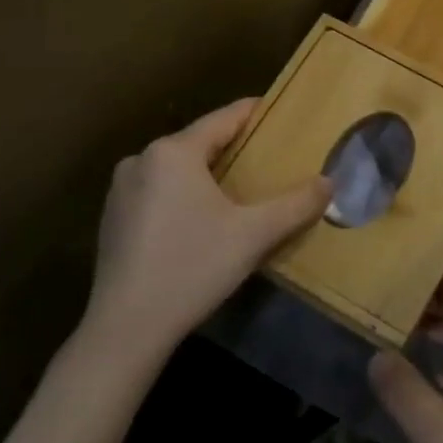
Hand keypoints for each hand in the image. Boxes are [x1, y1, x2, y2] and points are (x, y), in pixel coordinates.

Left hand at [83, 100, 330, 364]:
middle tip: (268, 160)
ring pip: (176, 170)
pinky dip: (182, 197)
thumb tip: (329, 183)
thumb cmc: (192, 268)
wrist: (126, 329)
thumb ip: (295, 204)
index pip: (224, 119)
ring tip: (239, 192)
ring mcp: (121, 190)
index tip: (280, 113)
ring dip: (207, 175)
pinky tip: (200, 223)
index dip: (255, 113)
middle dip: (234, 149)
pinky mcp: (112, 219)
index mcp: (173, 152)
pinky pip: (158, 192)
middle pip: (199, 143)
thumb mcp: (254, 235)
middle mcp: (141, 160)